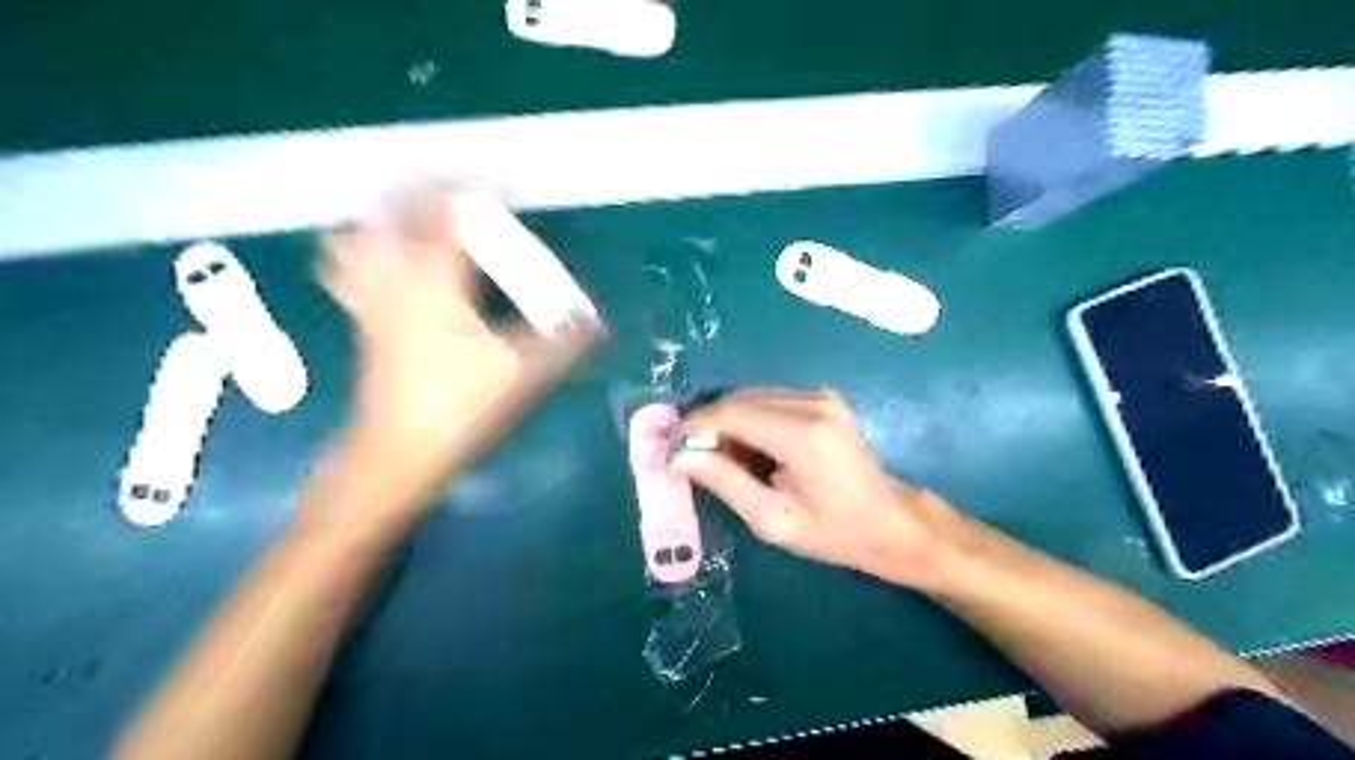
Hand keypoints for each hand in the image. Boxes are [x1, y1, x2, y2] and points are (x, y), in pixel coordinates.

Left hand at [317, 183, 602, 521]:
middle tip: (449, 188)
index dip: (464, 190)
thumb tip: (597, 322)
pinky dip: (358, 249)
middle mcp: (395, 280)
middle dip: (415, 189)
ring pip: (356, 237)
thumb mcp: (522, 375)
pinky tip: (379, 255)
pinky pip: (347, 270)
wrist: (395, 454)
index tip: (491, 184)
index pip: (442, 214)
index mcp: (435, 283)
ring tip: (409, 209)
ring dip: (380, 215)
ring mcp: (370, 300)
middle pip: (390, 213)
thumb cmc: (458, 409)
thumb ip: (562, 343)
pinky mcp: (361, 322)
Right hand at [672, 388, 955, 589]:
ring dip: (727, 422)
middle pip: (737, 399)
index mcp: (802, 434)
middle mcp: (812, 402)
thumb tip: (677, 456)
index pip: (729, 413)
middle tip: (690, 458)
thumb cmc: (833, 532)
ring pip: (750, 396)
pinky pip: (769, 399)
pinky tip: (749, 449)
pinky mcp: (822, 397)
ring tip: (721, 459)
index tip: (667, 448)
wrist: (889, 521)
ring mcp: (820, 395)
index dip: (692, 427)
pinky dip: (748, 419)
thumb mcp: (772, 520)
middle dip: (707, 425)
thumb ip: (723, 481)